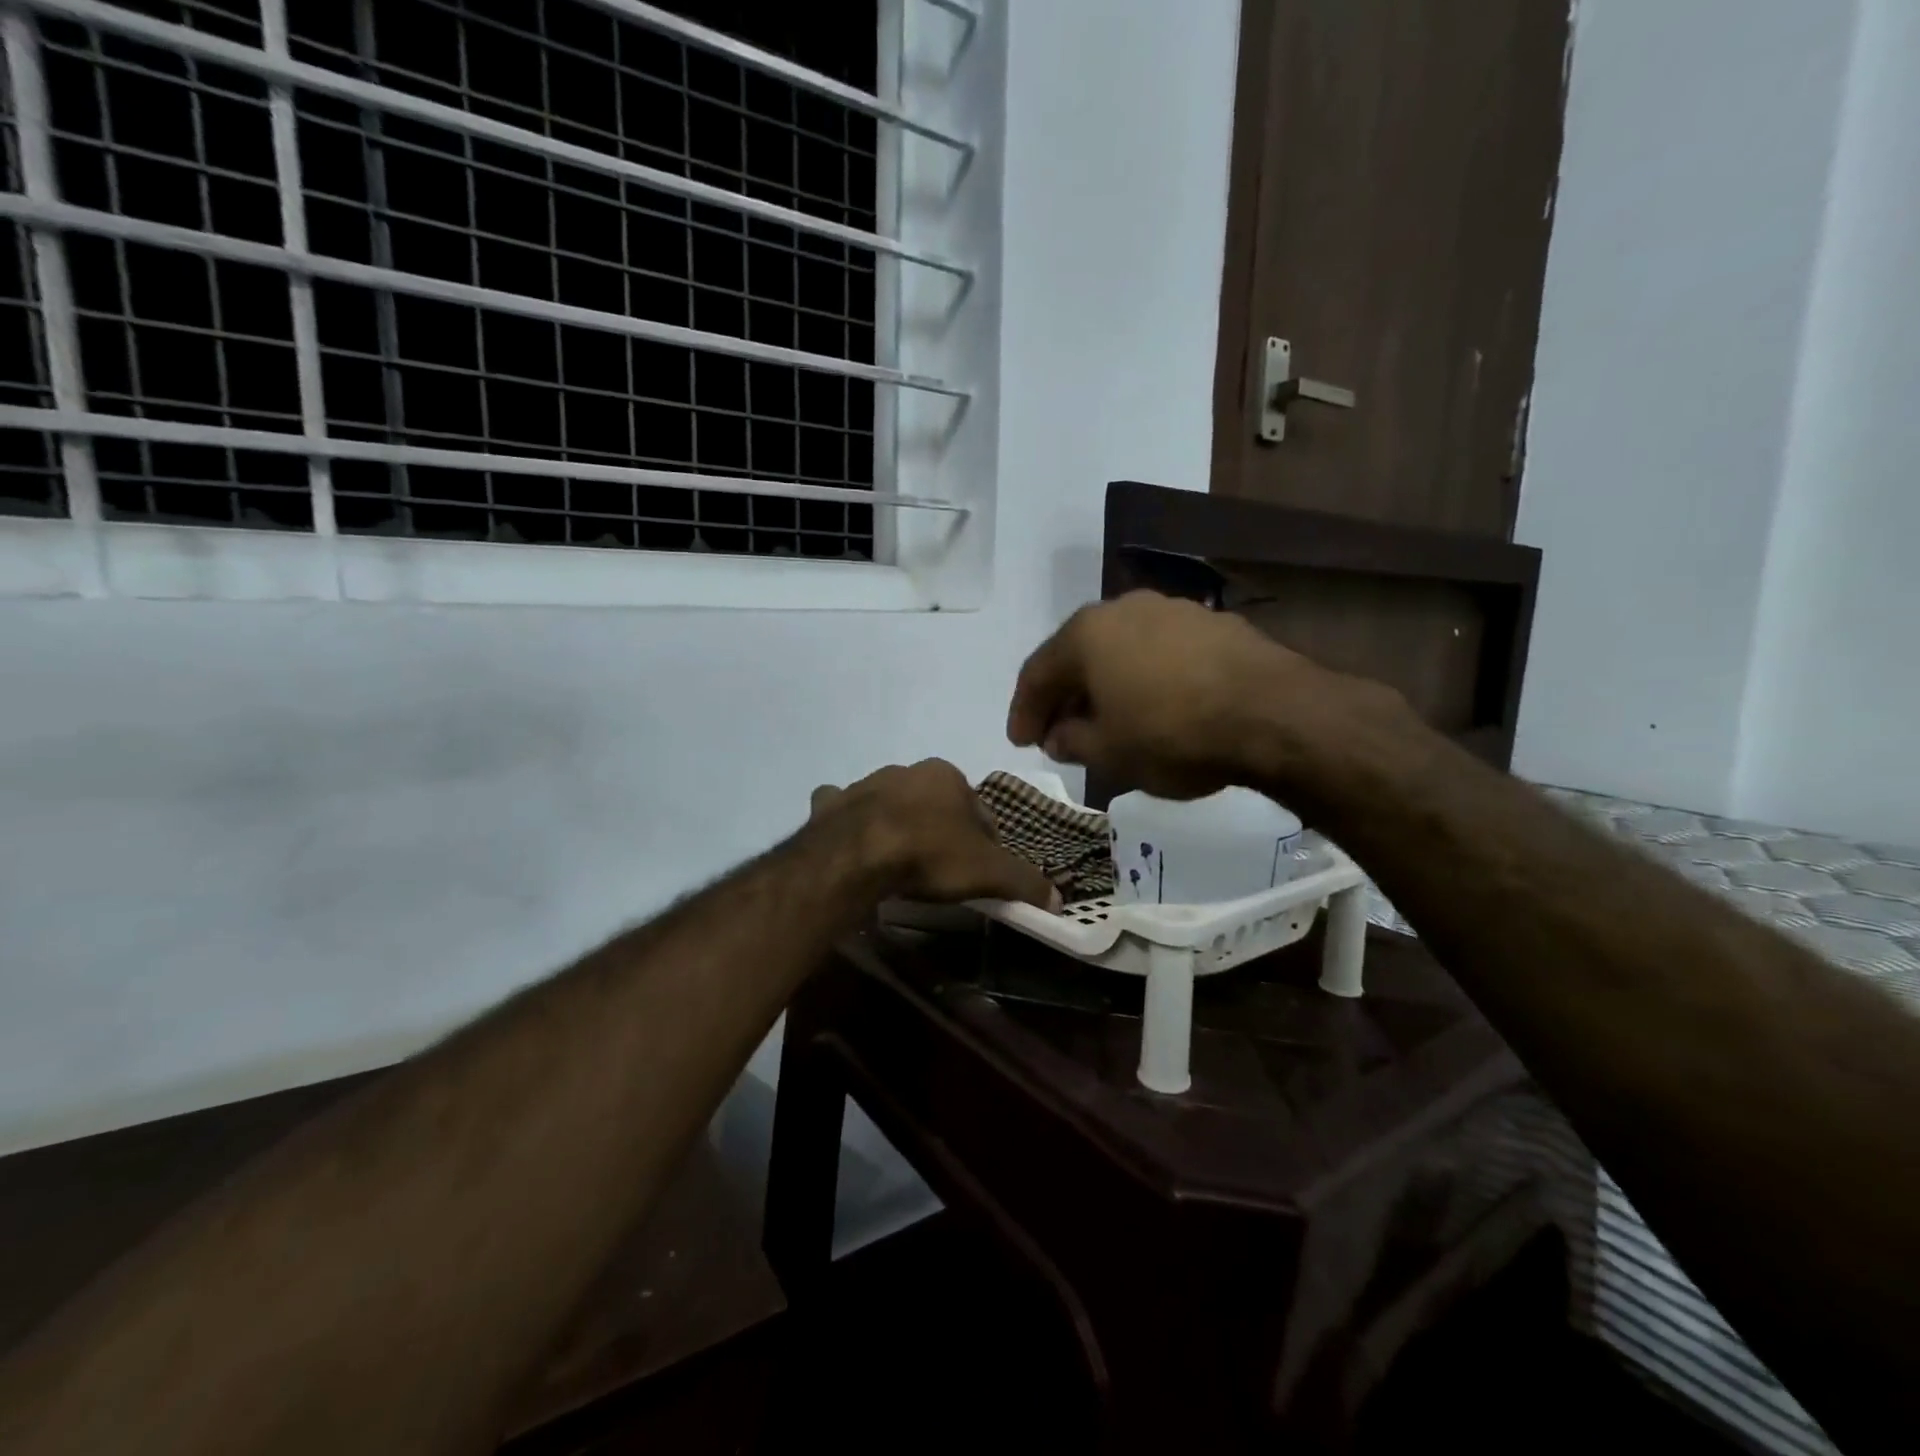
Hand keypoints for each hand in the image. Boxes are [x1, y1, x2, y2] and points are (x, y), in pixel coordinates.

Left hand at [810, 759, 1061, 910]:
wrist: (857, 856)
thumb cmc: (930, 855)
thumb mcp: (988, 873)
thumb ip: (1024, 881)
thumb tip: (1058, 899)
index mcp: (947, 776)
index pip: (978, 810)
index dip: (984, 841)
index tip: (979, 871)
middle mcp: (906, 770)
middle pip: (933, 803)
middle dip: (939, 828)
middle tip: (940, 869)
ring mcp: (864, 784)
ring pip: (889, 801)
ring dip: (897, 822)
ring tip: (899, 861)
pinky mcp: (831, 804)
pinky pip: (841, 807)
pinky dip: (847, 819)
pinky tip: (852, 842)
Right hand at [1006, 591, 1389, 799]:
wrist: (1273, 714)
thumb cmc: (1172, 734)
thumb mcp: (1109, 752)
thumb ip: (1072, 742)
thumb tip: (1059, 736)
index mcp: (1086, 633)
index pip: (1037, 673)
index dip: (1024, 711)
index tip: (1021, 742)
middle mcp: (1123, 608)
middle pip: (1078, 654)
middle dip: (1065, 695)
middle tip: (1057, 731)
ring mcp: (1172, 610)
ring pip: (1121, 650)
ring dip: (1106, 684)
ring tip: (1107, 719)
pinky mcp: (1214, 623)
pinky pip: (1160, 652)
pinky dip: (1146, 678)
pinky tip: (1155, 705)